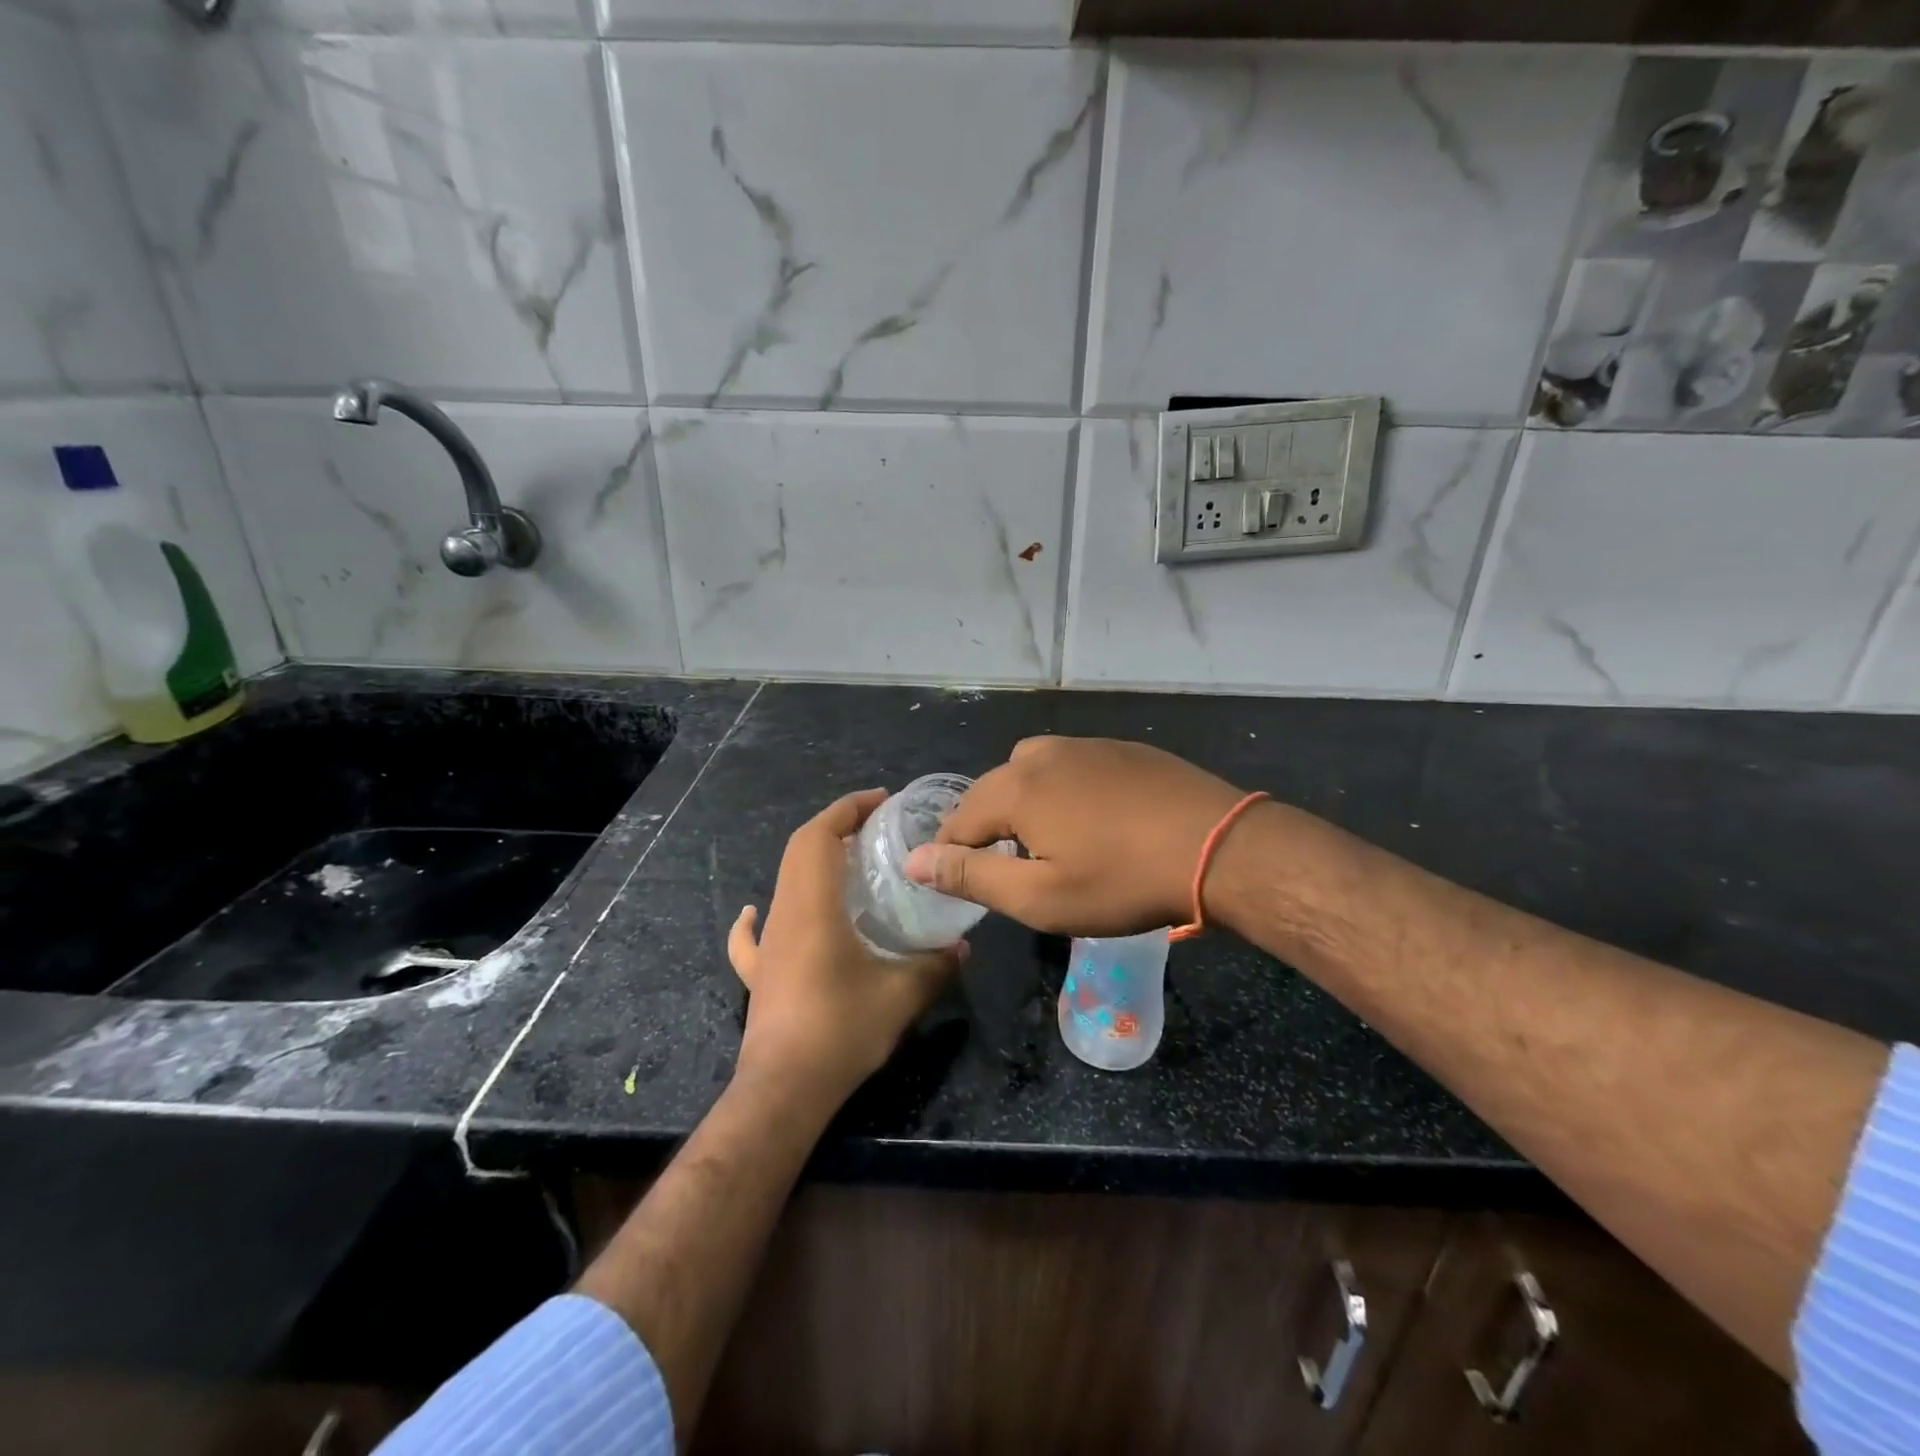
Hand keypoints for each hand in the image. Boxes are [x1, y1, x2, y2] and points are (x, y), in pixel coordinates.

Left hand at [728, 788, 963, 1108]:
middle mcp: (784, 914)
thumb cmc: (841, 1030)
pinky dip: (757, 916)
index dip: (847, 809)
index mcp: (813, 907)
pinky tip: (760, 913)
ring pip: (783, 882)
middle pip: (799, 850)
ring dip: (812, 862)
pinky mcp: (759, 973)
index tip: (880, 801)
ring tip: (848, 865)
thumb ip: (936, 965)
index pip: (819, 836)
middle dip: (835, 827)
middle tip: (875, 829)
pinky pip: (753, 934)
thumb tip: (963, 947)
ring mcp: (767, 945)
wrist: (784, 1090)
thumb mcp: (902, 995)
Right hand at [903, 737, 1245, 935]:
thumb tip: (914, 860)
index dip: (952, 853)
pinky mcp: (1121, 748)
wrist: (1220, 847)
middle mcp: (1042, 754)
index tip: (964, 882)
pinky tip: (1091, 818)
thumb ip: (972, 875)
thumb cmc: (1123, 881)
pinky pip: (1071, 766)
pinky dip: (1062, 790)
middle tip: (1007, 867)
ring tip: (1046, 841)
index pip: (958, 819)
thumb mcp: (1040, 897)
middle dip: (987, 826)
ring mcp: (1086, 744)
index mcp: (1016, 786)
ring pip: (1031, 772)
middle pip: (992, 789)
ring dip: (1024, 804)